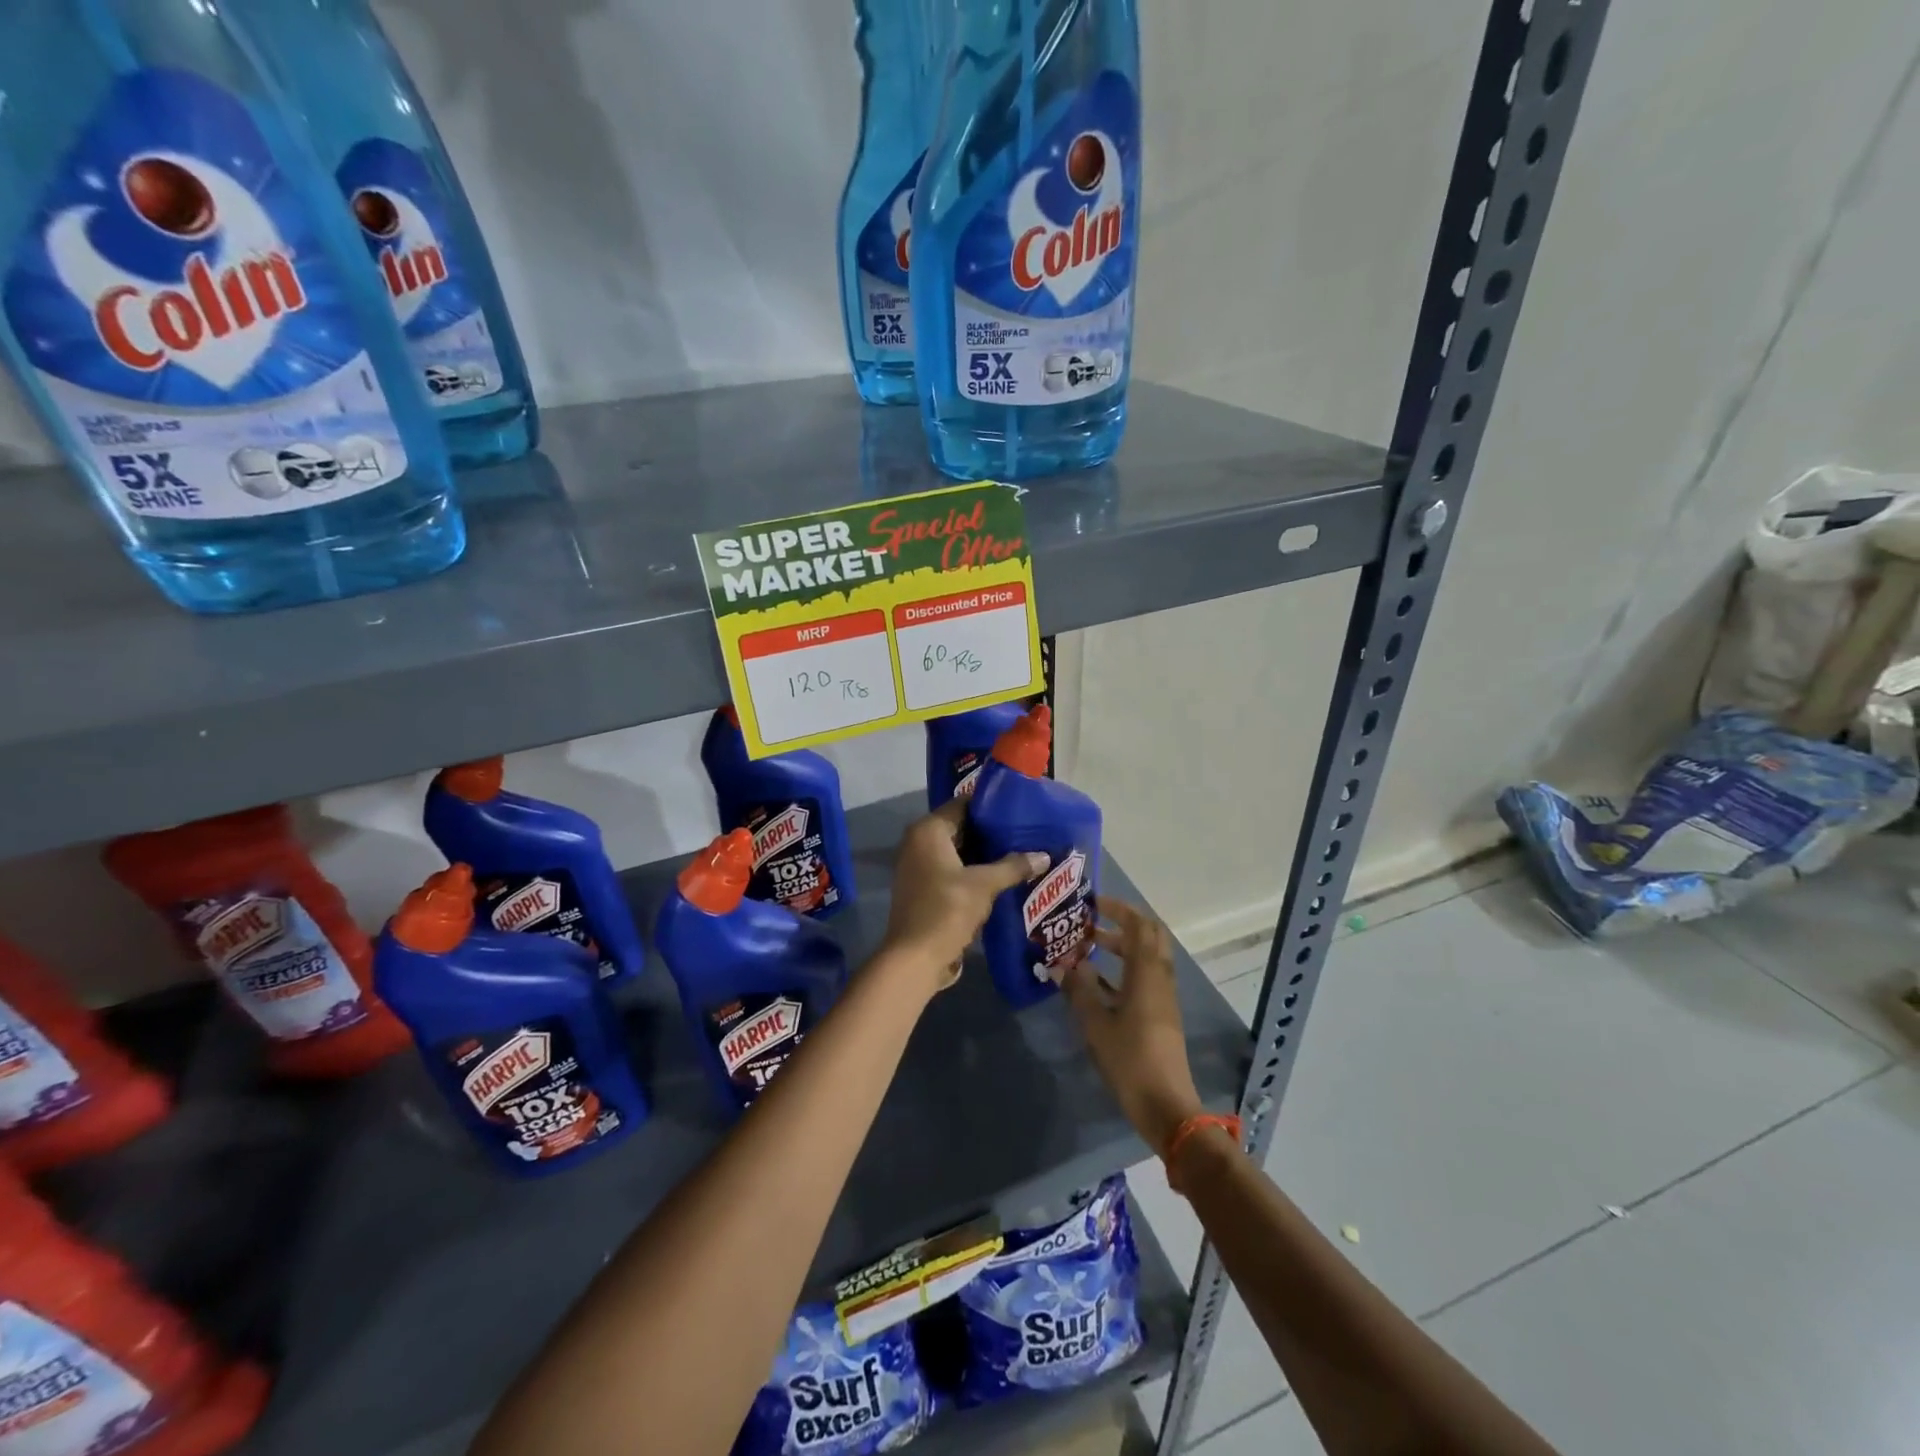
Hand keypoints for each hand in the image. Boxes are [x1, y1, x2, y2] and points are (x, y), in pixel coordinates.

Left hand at [880, 800, 1047, 994]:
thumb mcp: (984, 885)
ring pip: (959, 851)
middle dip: (992, 832)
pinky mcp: (924, 889)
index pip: (963, 804)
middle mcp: (919, 842)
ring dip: (985, 854)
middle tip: (1026, 831)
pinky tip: (1002, 877)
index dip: (992, 805)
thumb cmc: (946, 910)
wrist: (915, 959)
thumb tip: (1044, 855)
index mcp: (928, 831)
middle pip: (961, 827)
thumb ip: (1013, 866)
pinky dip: (974, 871)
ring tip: (1021, 852)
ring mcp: (919, 867)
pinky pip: (954, 870)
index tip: (1020, 808)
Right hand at [1059, 897, 1204, 1154]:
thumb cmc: (1130, 1059)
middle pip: (1148, 936)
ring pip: (1146, 957)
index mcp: (1147, 972)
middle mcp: (1160, 977)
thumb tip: (1060, 965)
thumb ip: (1078, 990)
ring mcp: (1163, 997)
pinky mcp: (1160, 1014)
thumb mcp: (1096, 1023)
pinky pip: (1144, 977)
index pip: (1139, 925)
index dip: (1118, 909)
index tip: (1092, 903)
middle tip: (1092, 922)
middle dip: (1122, 924)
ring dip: (1121, 946)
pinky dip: (1123, 969)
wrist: (1166, 1105)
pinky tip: (1096, 981)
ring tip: (1088, 947)